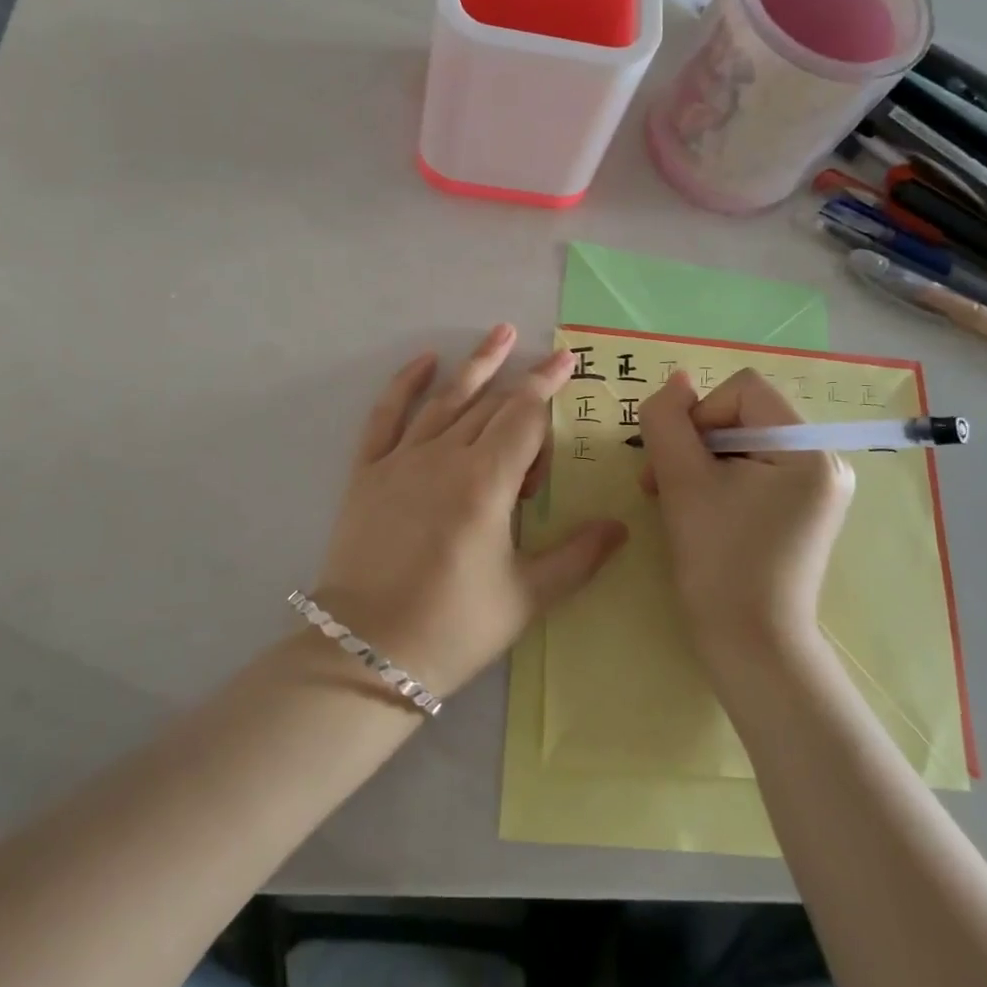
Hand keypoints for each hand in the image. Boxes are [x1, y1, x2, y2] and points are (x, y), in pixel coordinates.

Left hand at [312, 326, 628, 699]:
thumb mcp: (525, 597)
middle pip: (491, 406)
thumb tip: (621, 527)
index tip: (567, 360)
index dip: (549, 387)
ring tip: (499, 334)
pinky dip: (404, 384)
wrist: (365, 653)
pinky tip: (424, 362)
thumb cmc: (453, 627)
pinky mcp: (368, 472)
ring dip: (476, 366)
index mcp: (485, 482)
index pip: (525, 418)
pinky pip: (386, 416)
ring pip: (446, 400)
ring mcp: (401, 461)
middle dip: (523, 381)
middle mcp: (444, 457)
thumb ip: (577, 556)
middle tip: (545, 359)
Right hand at [637, 368, 854, 666]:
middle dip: (697, 442)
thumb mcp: (681, 480)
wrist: (752, 648)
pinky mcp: (804, 512)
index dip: (700, 415)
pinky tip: (699, 511)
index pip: (742, 390)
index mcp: (808, 449)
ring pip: (745, 443)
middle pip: (745, 415)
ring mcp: (818, 489)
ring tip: (673, 499)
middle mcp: (825, 461)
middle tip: (662, 483)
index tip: (679, 463)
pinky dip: (720, 481)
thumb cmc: (718, 560)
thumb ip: (668, 420)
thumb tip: (677, 380)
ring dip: (701, 463)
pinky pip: (756, 471)